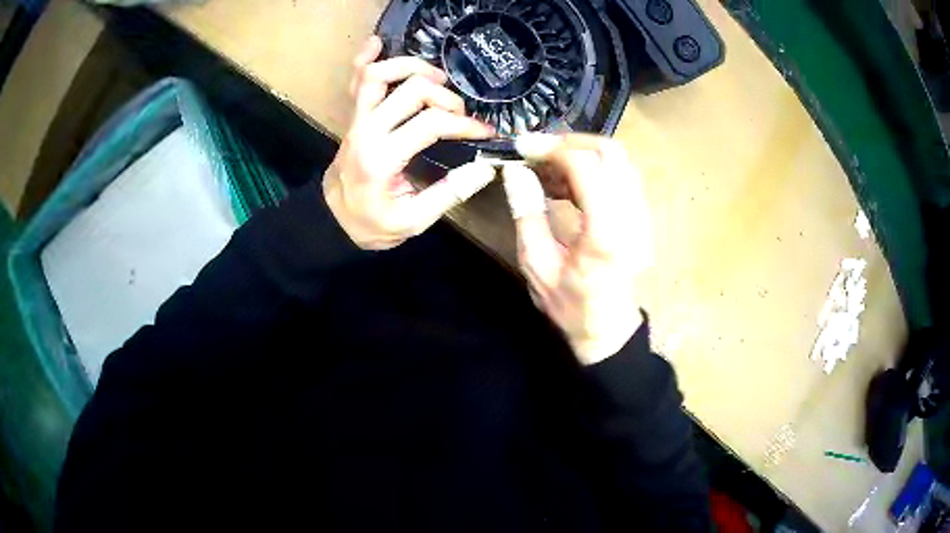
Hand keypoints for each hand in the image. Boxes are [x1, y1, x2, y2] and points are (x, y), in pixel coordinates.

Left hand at [323, 36, 496, 249]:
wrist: (332, 220)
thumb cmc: (371, 224)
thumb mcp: (412, 222)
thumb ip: (448, 195)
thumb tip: (484, 168)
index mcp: (382, 158)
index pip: (431, 123)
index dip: (465, 124)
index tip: (486, 133)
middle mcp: (367, 130)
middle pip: (412, 90)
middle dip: (447, 98)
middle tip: (461, 114)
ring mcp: (357, 119)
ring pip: (378, 74)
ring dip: (412, 67)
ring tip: (437, 79)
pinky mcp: (354, 115)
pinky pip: (355, 79)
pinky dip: (366, 58)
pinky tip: (379, 43)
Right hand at [503, 133, 652, 364]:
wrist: (608, 330)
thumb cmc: (570, 305)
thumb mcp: (536, 264)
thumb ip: (527, 213)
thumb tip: (515, 171)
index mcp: (605, 233)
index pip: (585, 167)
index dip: (551, 149)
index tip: (522, 148)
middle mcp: (632, 217)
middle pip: (610, 152)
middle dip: (569, 142)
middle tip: (537, 152)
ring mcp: (642, 216)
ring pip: (618, 160)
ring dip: (581, 154)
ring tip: (547, 169)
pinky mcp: (642, 216)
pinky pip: (619, 175)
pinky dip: (592, 168)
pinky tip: (566, 184)